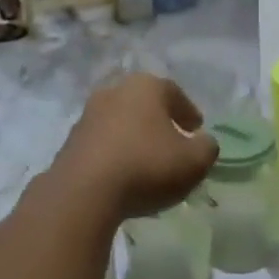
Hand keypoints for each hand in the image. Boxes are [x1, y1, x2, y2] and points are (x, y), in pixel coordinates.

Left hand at [48, 74, 218, 220]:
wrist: (83, 191)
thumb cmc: (146, 166)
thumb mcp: (194, 161)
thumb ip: (207, 148)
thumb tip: (204, 141)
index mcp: (145, 87)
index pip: (174, 92)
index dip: (188, 111)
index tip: (196, 129)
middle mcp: (114, 91)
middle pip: (144, 104)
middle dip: (159, 121)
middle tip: (173, 142)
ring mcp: (88, 115)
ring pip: (121, 122)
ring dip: (135, 137)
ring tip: (147, 162)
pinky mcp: (71, 141)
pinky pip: (102, 143)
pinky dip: (115, 153)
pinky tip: (123, 174)